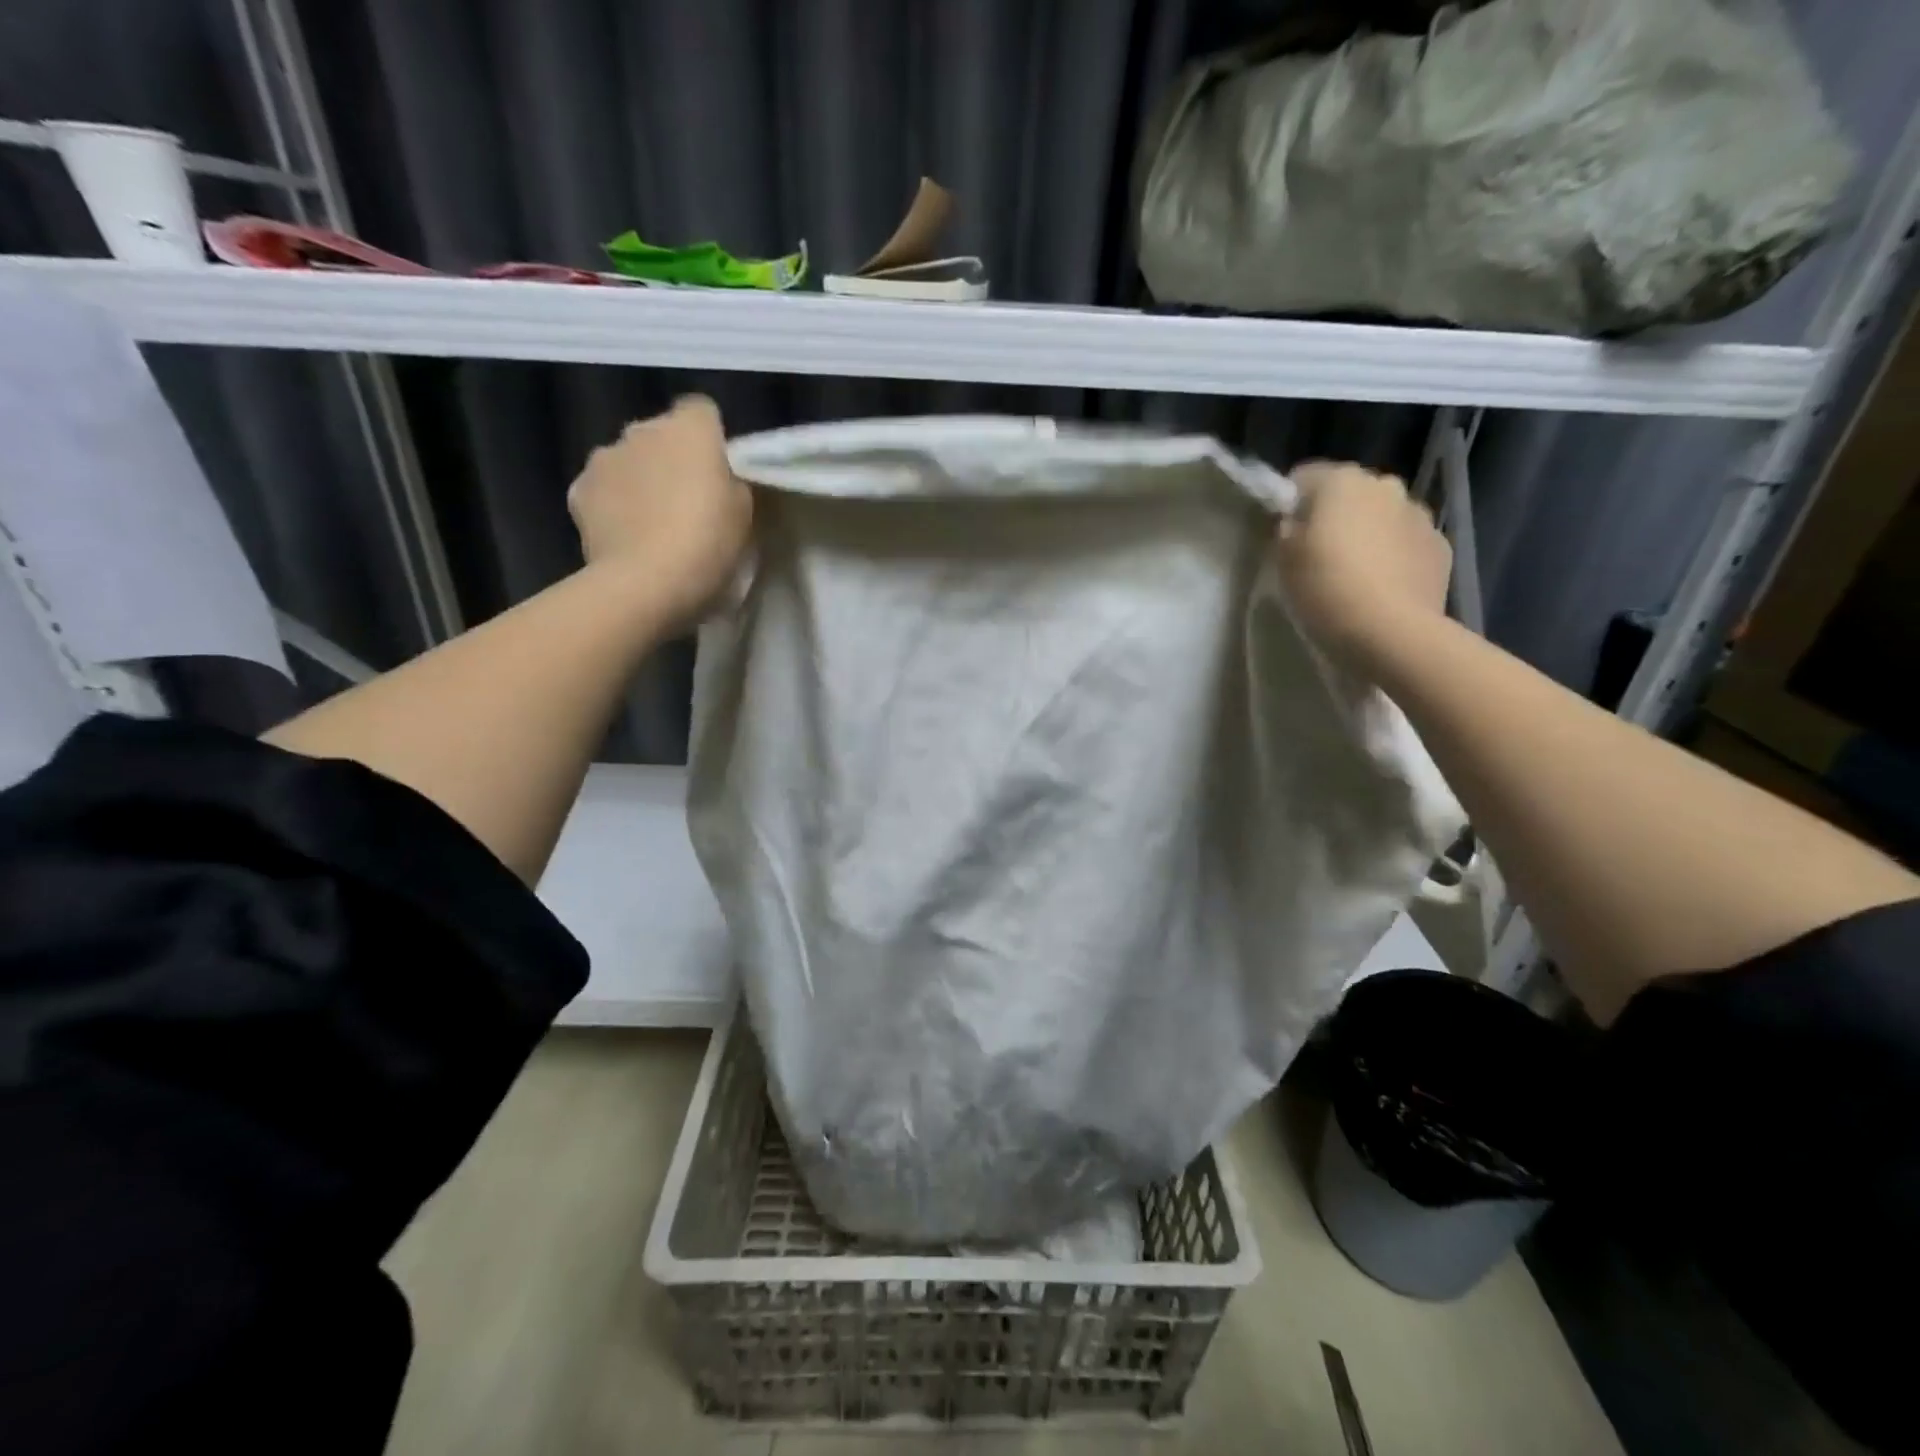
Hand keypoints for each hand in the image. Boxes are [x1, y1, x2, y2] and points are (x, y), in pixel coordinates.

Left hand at [567, 395, 753, 623]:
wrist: (645, 583)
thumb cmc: (708, 544)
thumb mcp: (744, 514)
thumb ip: (731, 484)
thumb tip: (718, 479)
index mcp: (690, 429)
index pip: (702, 410)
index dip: (711, 438)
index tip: (718, 470)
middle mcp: (642, 430)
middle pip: (661, 435)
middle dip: (671, 459)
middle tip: (688, 502)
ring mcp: (604, 457)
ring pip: (628, 460)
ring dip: (640, 480)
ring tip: (653, 523)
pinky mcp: (578, 490)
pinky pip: (602, 489)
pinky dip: (612, 505)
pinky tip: (626, 536)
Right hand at [1274, 462, 1450, 663]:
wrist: (1391, 634)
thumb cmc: (1326, 590)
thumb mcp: (1283, 560)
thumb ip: (1287, 529)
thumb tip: (1295, 521)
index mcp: (1342, 481)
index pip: (1304, 476)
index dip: (1290, 503)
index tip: (1283, 534)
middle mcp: (1385, 485)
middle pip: (1349, 493)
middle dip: (1334, 516)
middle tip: (1317, 556)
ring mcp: (1419, 516)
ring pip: (1382, 517)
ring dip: (1367, 535)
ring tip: (1353, 575)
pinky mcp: (1441, 548)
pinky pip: (1406, 544)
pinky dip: (1393, 557)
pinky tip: (1380, 588)